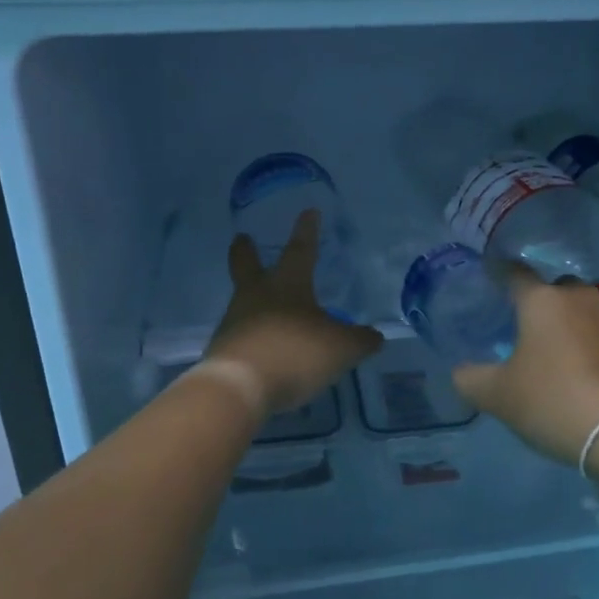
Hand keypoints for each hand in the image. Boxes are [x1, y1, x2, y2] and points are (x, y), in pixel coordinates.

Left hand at [206, 210, 382, 413]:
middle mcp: (256, 297)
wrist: (239, 387)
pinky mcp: (223, 352)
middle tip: (241, 237)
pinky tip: (265, 349)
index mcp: (287, 285)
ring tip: (268, 308)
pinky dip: (254, 337)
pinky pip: (242, 336)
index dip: (307, 231)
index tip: (308, 211)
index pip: (300, 249)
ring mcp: (235, 323)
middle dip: (246, 251)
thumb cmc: (295, 353)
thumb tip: (375, 336)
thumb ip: (360, 340)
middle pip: (247, 266)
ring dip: (252, 299)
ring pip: (243, 302)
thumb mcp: (341, 348)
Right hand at [452, 267, 598, 465]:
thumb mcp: (499, 397)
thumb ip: (471, 379)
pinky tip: (588, 375)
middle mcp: (582, 298)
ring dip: (571, 326)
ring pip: (585, 312)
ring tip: (557, 354)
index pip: (514, 273)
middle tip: (524, 327)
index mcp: (542, 300)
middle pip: (555, 289)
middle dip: (540, 301)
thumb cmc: (557, 401)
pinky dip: (594, 348)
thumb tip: (462, 371)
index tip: (489, 274)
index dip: (499, 272)